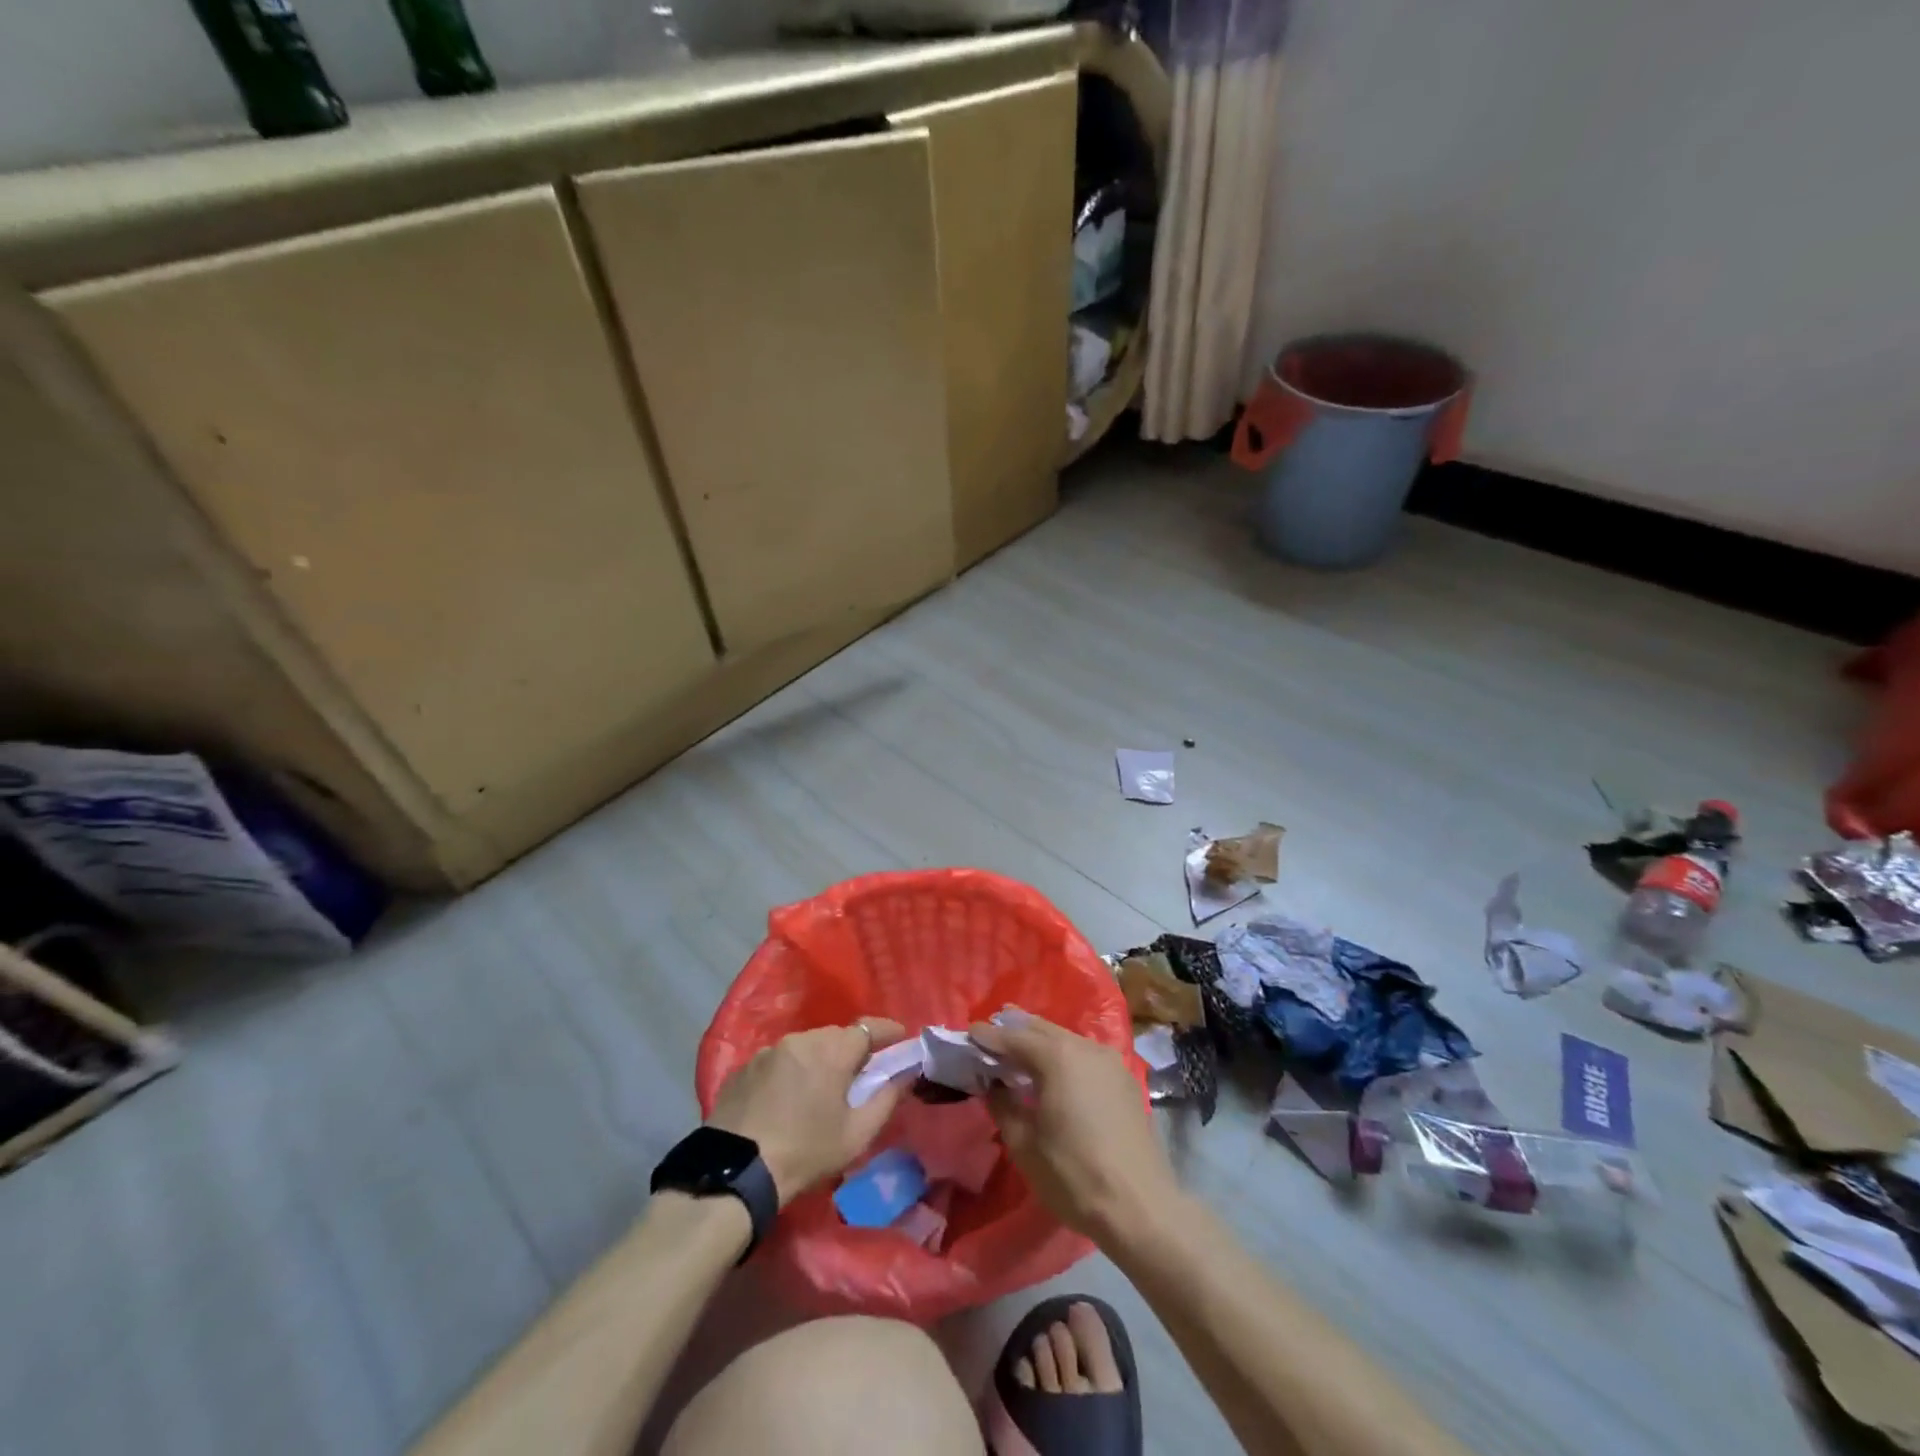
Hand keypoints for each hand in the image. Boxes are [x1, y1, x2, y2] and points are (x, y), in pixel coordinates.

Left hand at [708, 1018, 907, 1206]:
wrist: (738, 1172)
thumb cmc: (806, 1152)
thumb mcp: (856, 1134)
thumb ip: (887, 1099)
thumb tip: (907, 1074)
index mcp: (832, 1050)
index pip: (868, 1027)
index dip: (887, 1030)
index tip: (900, 1037)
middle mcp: (801, 1039)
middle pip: (835, 1036)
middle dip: (851, 1049)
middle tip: (858, 1074)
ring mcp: (769, 1050)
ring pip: (805, 1046)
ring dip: (818, 1059)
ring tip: (819, 1088)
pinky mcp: (745, 1066)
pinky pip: (778, 1059)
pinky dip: (790, 1071)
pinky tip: (786, 1098)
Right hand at [971, 1012, 1179, 1244]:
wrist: (1140, 1207)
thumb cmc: (1074, 1175)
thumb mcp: (1024, 1144)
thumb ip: (1003, 1105)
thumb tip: (992, 1084)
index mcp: (1057, 1056)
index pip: (1014, 1036)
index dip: (989, 1036)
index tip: (968, 1034)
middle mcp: (1085, 1047)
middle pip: (1042, 1029)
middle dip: (1014, 1030)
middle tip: (991, 1035)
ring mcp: (1110, 1061)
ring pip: (1066, 1039)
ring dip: (1040, 1041)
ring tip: (1019, 1052)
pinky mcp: (1124, 1080)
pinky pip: (1085, 1055)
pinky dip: (1063, 1055)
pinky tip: (1054, 1073)